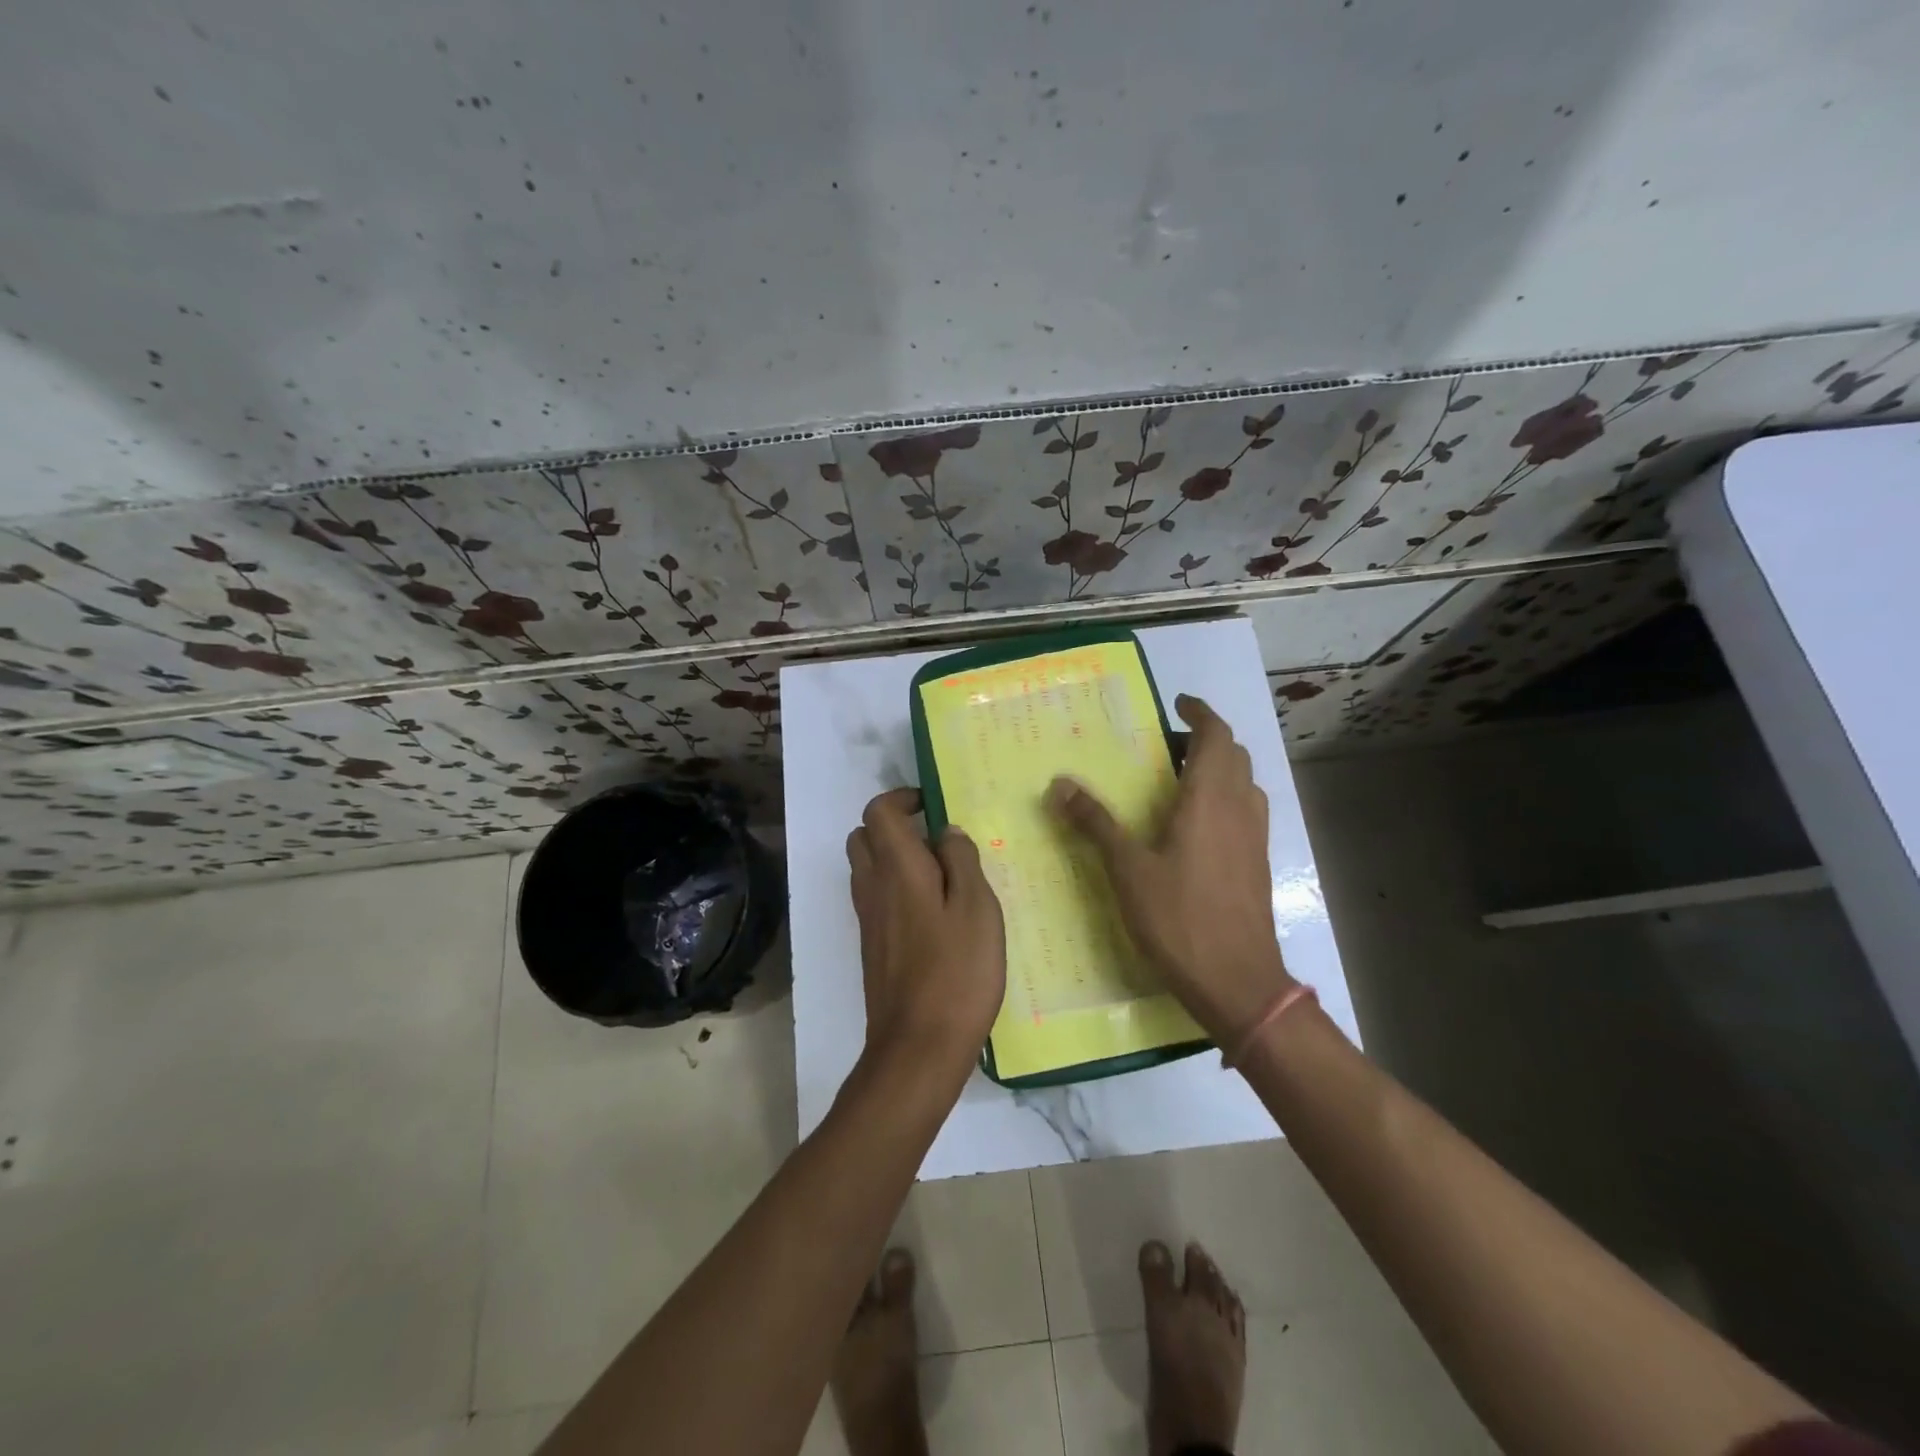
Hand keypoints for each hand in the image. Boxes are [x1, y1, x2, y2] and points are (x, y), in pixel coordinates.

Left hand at [847, 788, 1006, 1079]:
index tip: (933, 806)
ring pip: (867, 869)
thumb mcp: (978, 908)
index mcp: (897, 869)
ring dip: (896, 859)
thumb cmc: (956, 972)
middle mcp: (872, 887)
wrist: (918, 1047)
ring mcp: (868, 919)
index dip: (901, 798)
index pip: (878, 812)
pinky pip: (876, 899)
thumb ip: (962, 861)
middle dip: (894, 827)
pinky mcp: (872, 947)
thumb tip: (946, 832)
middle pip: (864, 837)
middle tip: (937, 841)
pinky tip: (936, 915)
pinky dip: (897, 890)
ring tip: (944, 878)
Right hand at [1046, 695, 1293, 1044]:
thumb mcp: (1128, 870)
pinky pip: (1247, 811)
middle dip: (1206, 739)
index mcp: (1209, 800)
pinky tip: (1198, 826)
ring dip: (1220, 768)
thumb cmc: (1180, 919)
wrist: (1238, 981)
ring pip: (1245, 783)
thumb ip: (1095, 823)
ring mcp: (1255, 838)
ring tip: (1182, 780)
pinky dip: (1227, 798)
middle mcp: (1239, 809)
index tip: (1177, 704)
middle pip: (1234, 755)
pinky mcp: (1259, 864)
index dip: (1200, 713)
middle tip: (1169, 746)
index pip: (1216, 736)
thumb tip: (1059, 784)